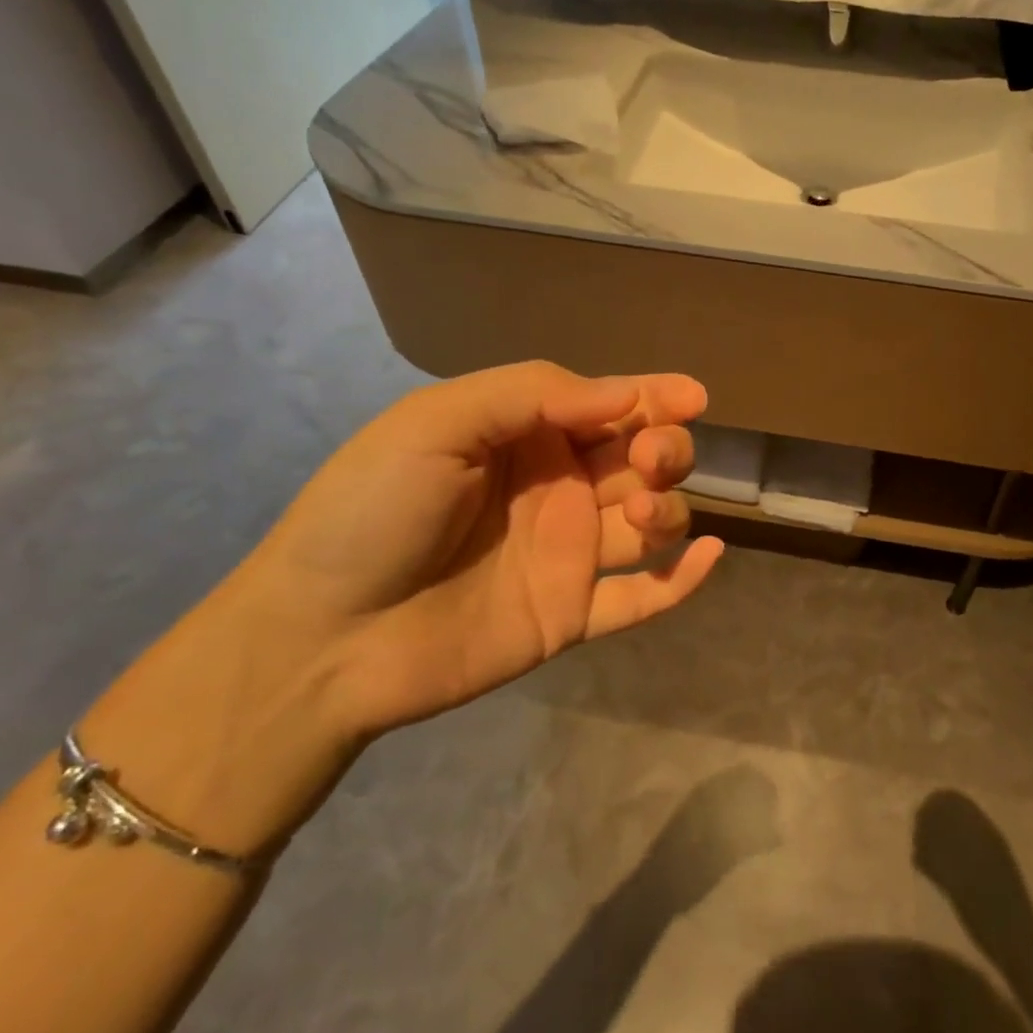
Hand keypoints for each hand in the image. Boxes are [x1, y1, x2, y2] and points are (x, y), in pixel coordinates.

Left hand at [240, 360, 724, 734]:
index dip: (654, 397)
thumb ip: (533, 394)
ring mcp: (567, 556)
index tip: (692, 397)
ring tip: (640, 515)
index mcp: (525, 438)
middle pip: (640, 461)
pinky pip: (642, 598)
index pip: (607, 407)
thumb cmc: (372, 511)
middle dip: (664, 450)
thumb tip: (625, 395)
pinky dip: (683, 580)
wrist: (320, 637)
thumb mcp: (438, 423)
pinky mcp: (570, 616)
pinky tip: (712, 556)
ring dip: (668, 509)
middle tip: (650, 460)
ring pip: (650, 524)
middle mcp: (556, 490)